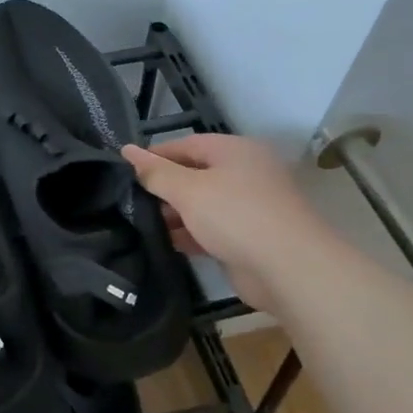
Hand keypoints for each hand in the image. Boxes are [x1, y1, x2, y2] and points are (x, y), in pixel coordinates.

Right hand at [122, 134, 316, 315]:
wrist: (288, 268)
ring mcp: (248, 207)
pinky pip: (210, 229)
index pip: (186, 145)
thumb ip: (156, 172)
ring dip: (174, 214)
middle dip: (163, 188)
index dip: (155, 156)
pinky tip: (163, 243)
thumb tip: (127, 150)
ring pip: (202, 204)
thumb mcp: (188, 190)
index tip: (125, 170)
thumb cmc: (235, 215)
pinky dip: (189, 234)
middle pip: (194, 174)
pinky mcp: (247, 237)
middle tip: (128, 200)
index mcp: (235, 151)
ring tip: (138, 223)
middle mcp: (244, 173)